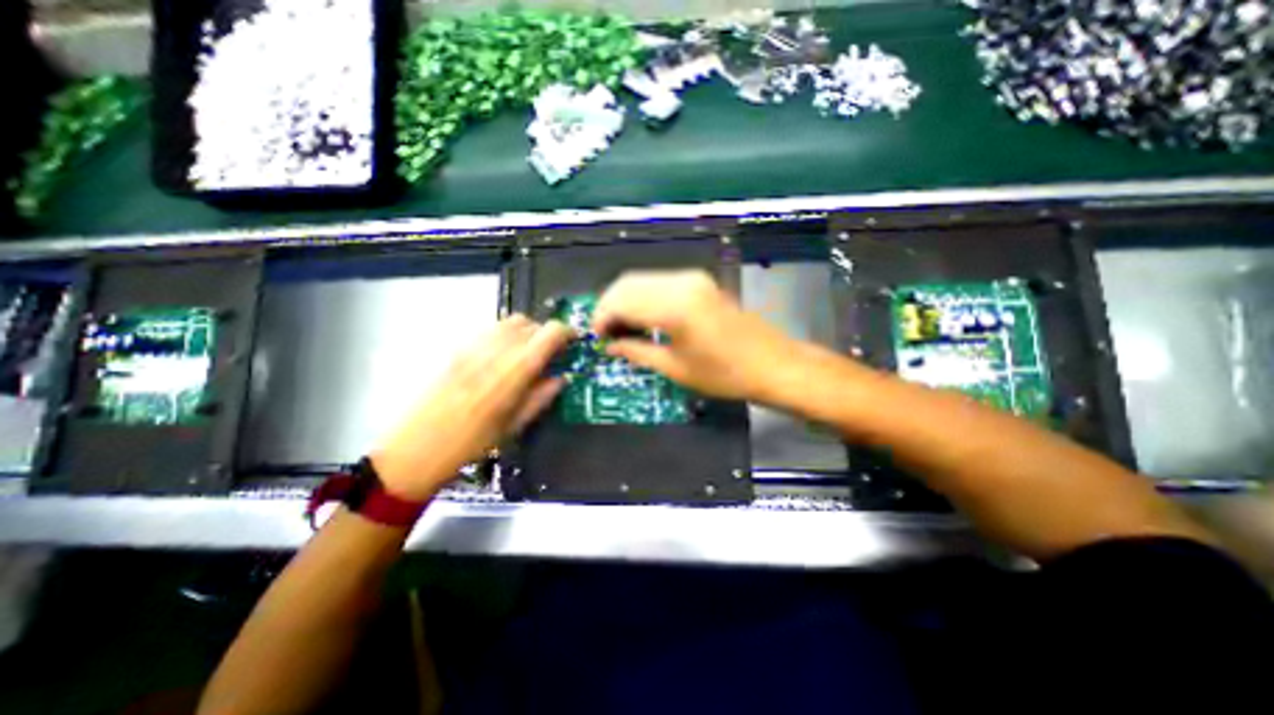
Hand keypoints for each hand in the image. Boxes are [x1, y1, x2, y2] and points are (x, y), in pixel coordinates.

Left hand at [368, 315, 566, 500]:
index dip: (566, 333)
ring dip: (526, 331)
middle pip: (530, 323)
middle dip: (546, 333)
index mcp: (515, 371)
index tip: (573, 342)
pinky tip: (503, 356)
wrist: (417, 447)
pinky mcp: (457, 348)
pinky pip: (490, 329)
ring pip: (509, 322)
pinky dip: (506, 334)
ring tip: (528, 352)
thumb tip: (561, 378)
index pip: (549, 333)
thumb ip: (542, 397)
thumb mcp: (515, 425)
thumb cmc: (472, 443)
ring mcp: (473, 346)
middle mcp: (496, 350)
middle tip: (551, 353)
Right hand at [593, 269, 798, 401]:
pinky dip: (644, 297)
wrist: (773, 364)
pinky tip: (644, 318)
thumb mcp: (675, 368)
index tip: (596, 337)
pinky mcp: (700, 281)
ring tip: (622, 329)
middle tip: (606, 334)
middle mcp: (681, 282)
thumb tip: (609, 345)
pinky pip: (660, 283)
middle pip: (628, 284)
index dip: (602, 317)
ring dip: (626, 301)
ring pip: (643, 281)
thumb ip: (636, 352)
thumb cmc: (724, 375)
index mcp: (674, 306)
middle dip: (610, 306)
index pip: (621, 301)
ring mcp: (692, 278)